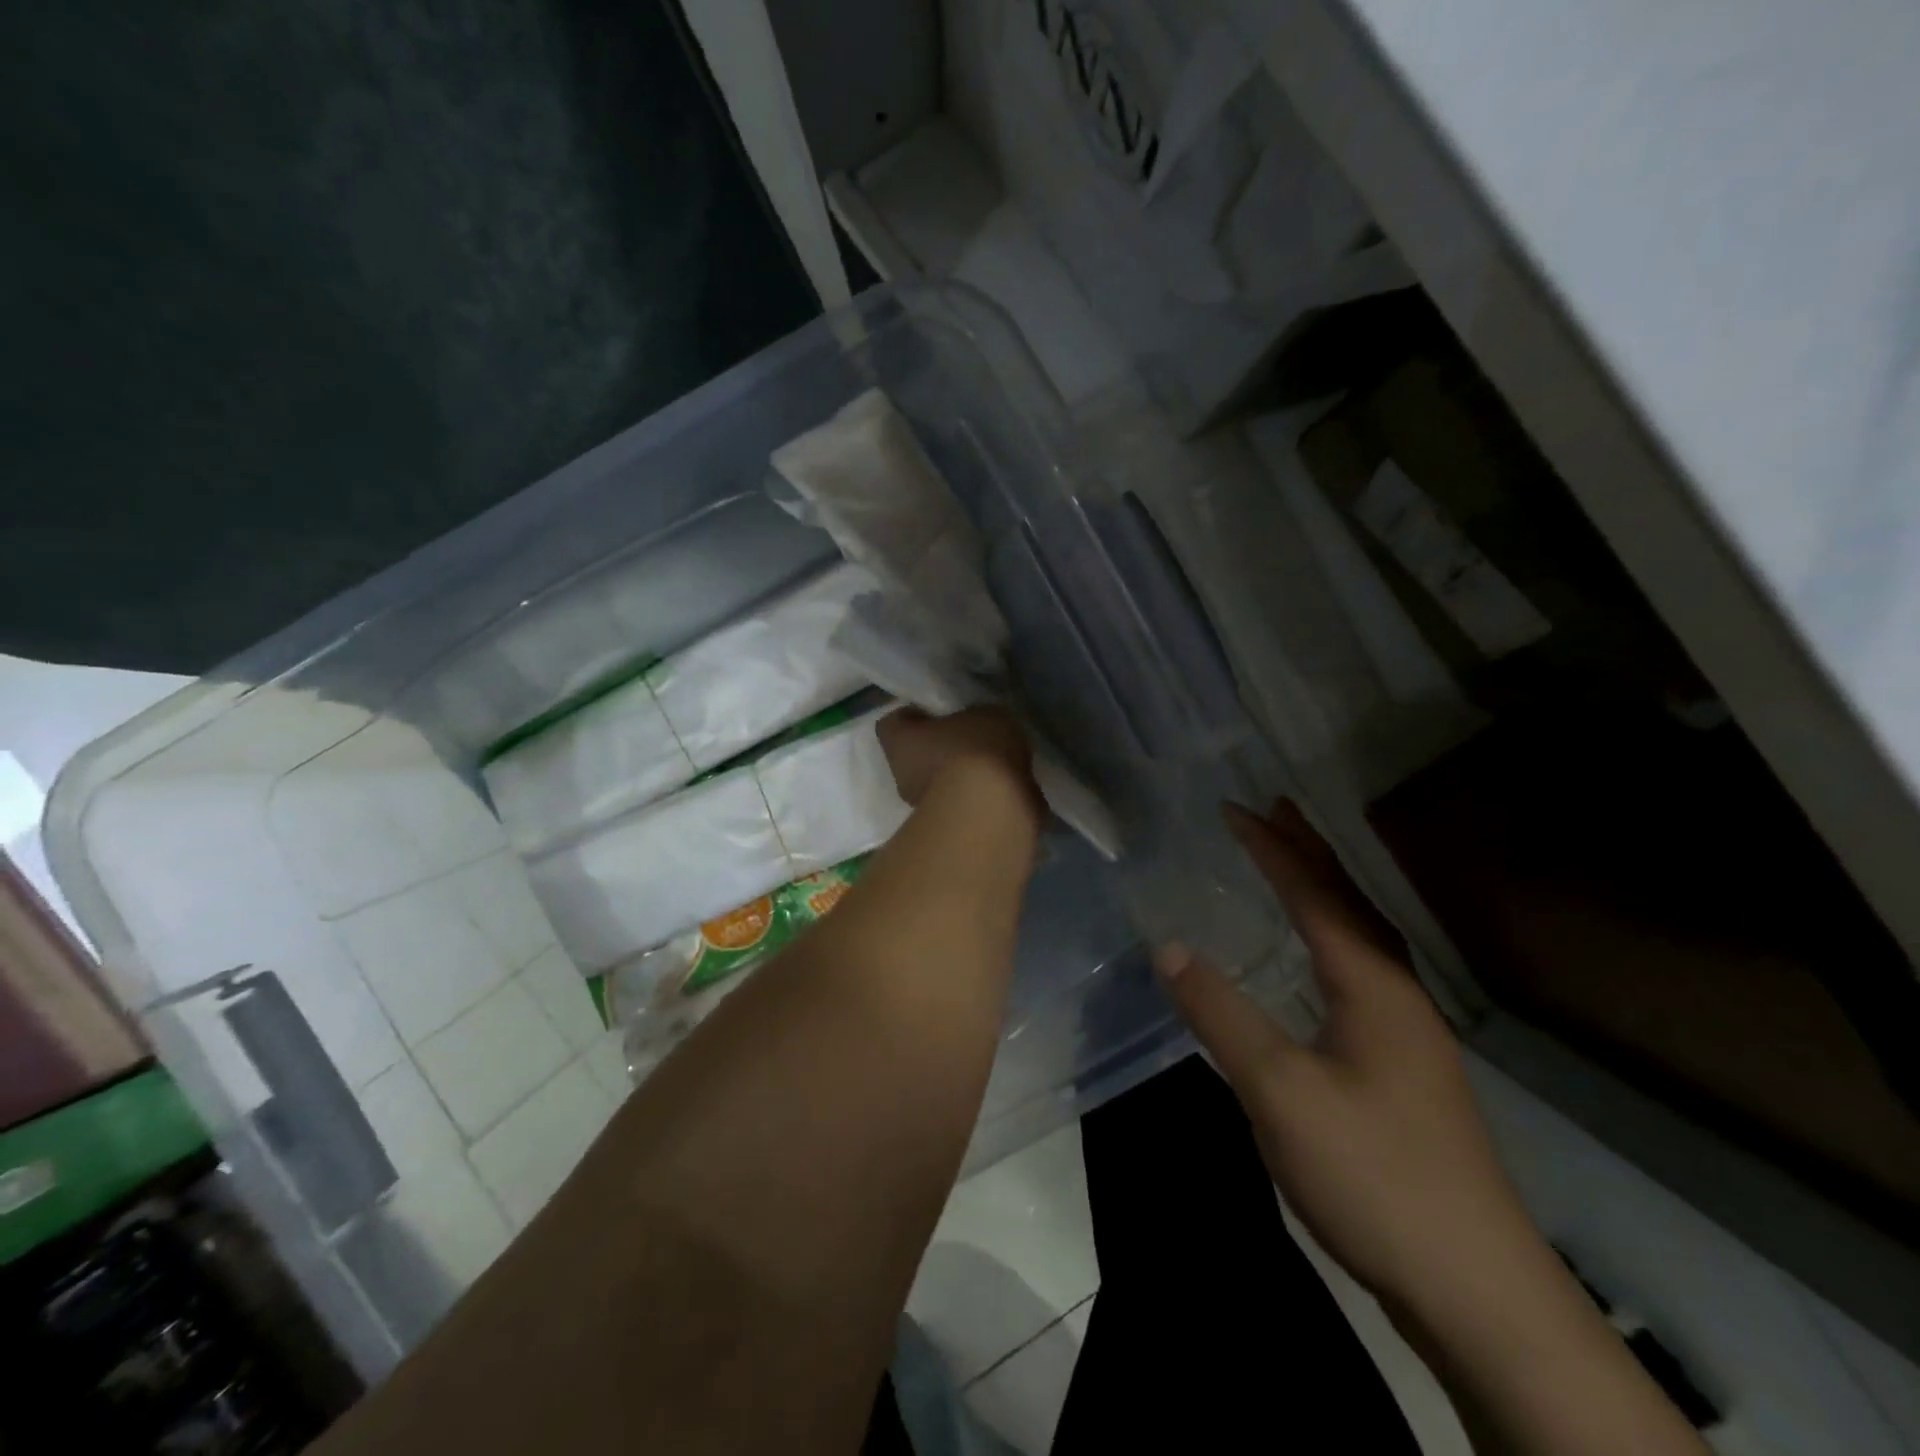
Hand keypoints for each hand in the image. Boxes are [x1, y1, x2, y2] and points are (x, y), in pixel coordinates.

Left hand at [875, 706, 1035, 808]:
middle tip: (970, 739)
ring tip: (993, 766)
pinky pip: (960, 804)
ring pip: (938, 782)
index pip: (894, 722)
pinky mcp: (947, 831)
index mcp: (898, 740)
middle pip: (916, 754)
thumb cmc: (976, 751)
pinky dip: (975, 798)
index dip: (915, 715)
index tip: (939, 712)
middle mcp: (901, 775)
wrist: (992, 811)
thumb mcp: (987, 715)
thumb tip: (980, 727)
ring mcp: (922, 807)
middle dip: (938, 748)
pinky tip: (1001, 789)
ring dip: (959, 776)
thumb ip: (976, 718)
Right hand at [1156, 799, 1536, 1308]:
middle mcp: (1396, 992)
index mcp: (1371, 983)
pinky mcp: (1404, 1066)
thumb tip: (1167, 947)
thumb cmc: (1373, 1173)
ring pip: (1361, 935)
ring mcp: (1407, 1031)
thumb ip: (1221, 1015)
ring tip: (1292, 862)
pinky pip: (1360, 968)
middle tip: (1272, 807)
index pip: (1314, 893)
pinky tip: (1318, 959)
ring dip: (1324, 888)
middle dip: (1308, 849)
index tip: (1232, 807)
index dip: (1272, 847)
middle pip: (1350, 901)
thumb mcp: (1279, 1091)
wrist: (1475, 1288)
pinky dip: (1331, 934)